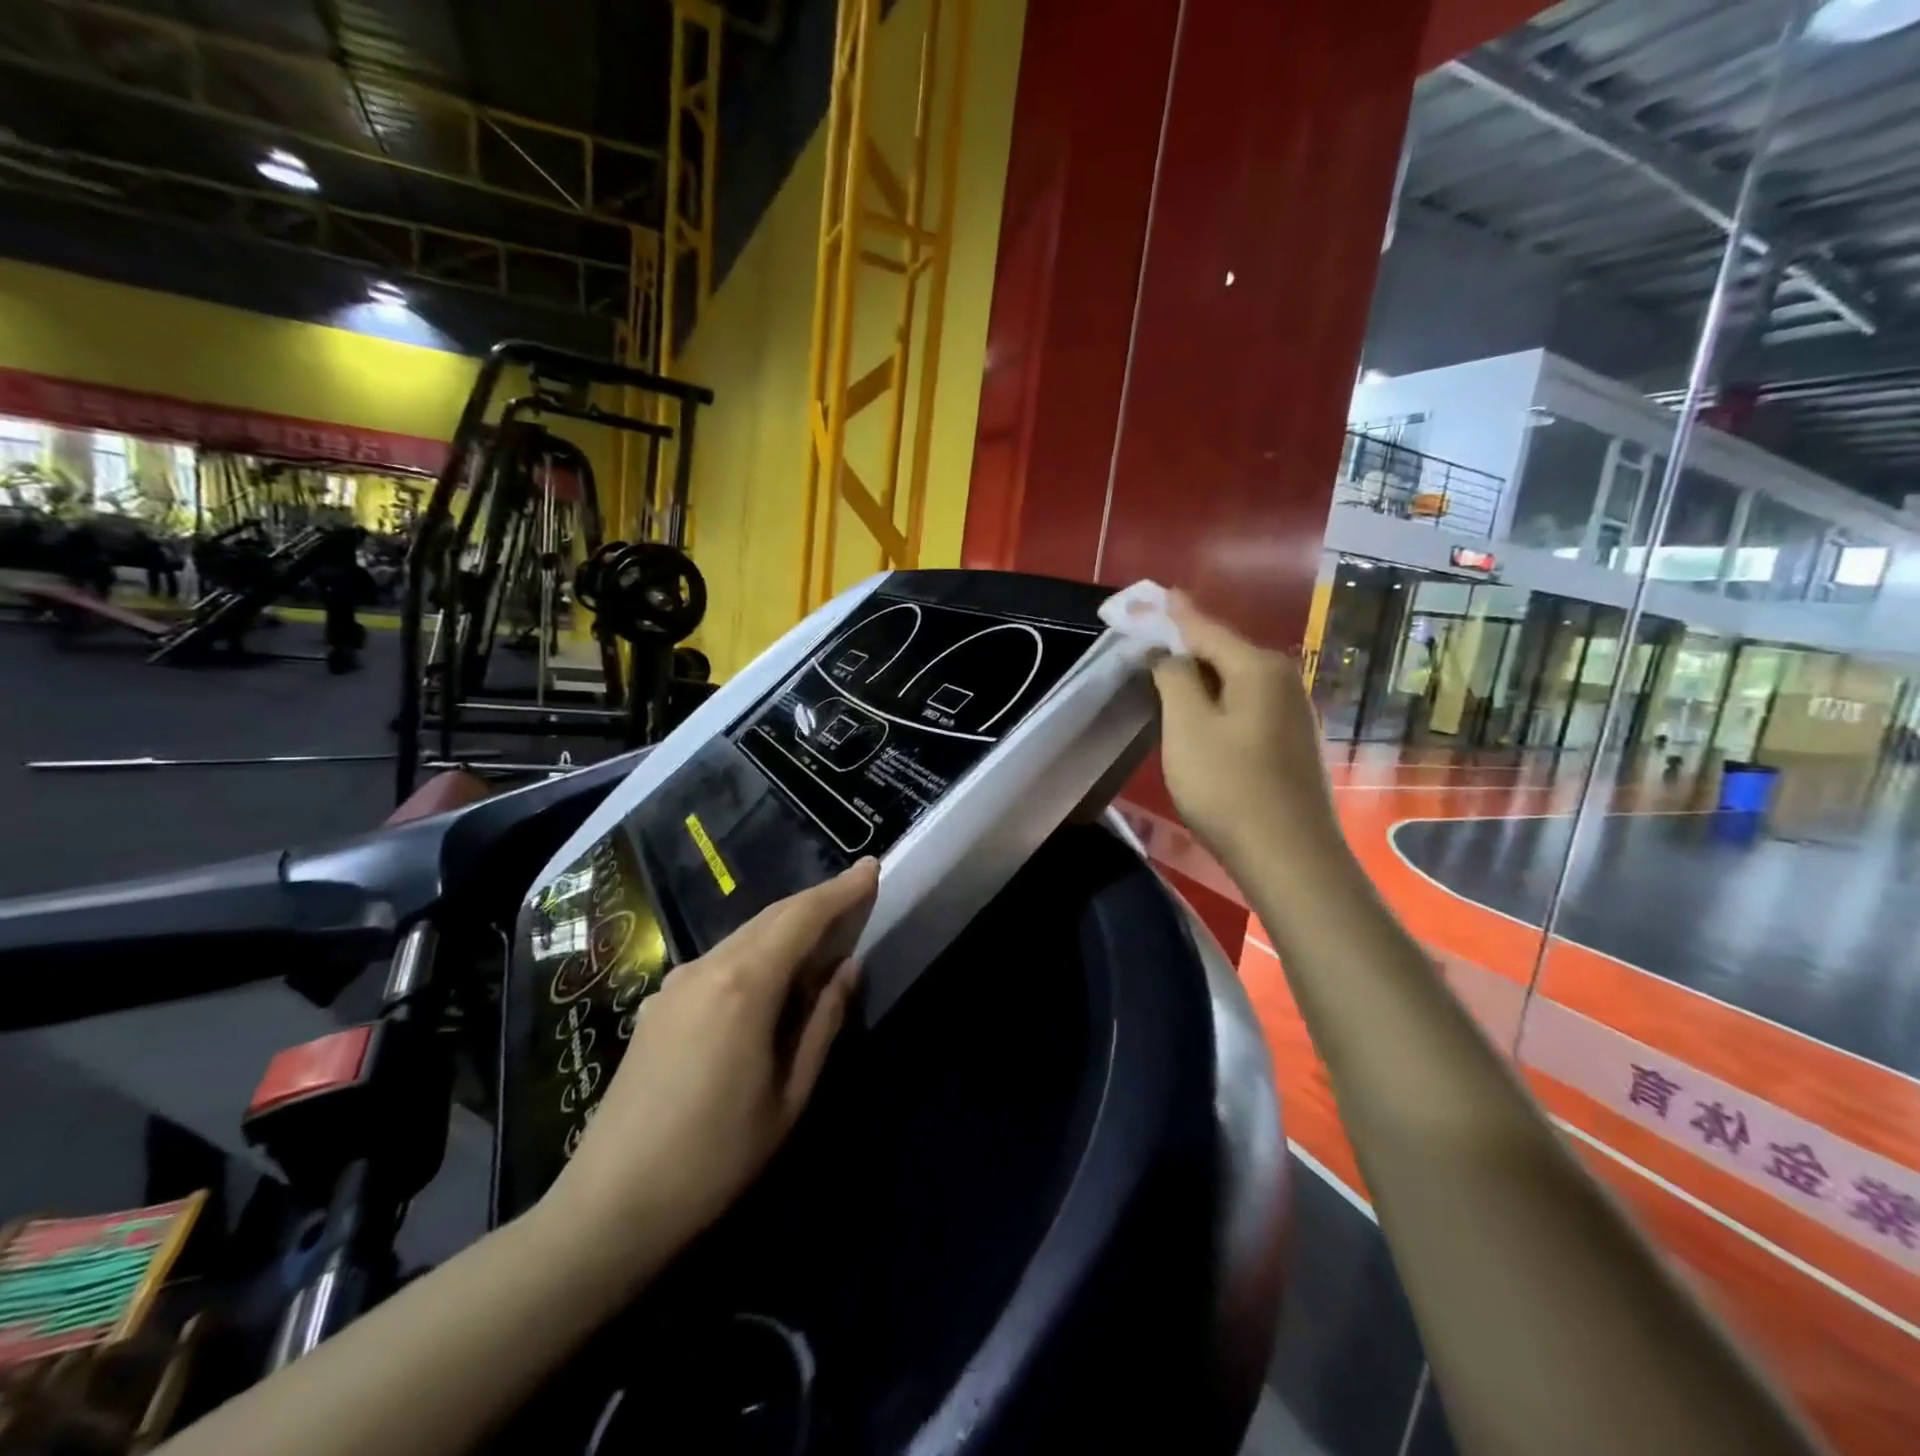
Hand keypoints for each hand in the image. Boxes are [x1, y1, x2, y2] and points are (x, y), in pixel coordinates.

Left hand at [541, 860, 879, 1282]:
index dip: (841, 890)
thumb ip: (823, 1021)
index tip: (871, 867)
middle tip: (856, 895)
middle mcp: (707, 967)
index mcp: (745, 985)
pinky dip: (757, 952)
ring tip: (823, 936)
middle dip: (817, 901)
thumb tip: (849, 967)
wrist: (611, 1205)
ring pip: (744, 935)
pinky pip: (720, 959)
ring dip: (787, 926)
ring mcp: (676, 982)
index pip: (802, 916)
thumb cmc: (716, 1157)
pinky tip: (770, 977)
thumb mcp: (790, 1095)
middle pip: (772, 916)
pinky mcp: (659, 1003)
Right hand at [1150, 593, 1339, 878]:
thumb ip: (1174, 678)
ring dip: (1201, 674)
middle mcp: (1283, 680)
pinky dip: (1218, 699)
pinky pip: (1246, 704)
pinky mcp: (1291, 742)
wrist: (1288, 856)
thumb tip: (1169, 652)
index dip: (1170, 613)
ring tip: (1167, 671)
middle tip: (1149, 636)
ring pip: (1235, 680)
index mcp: (1257, 667)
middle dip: (1185, 642)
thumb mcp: (1187, 726)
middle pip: (1224, 650)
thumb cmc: (1228, 786)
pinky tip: (1202, 712)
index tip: (1146, 597)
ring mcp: (1293, 712)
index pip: (1205, 627)